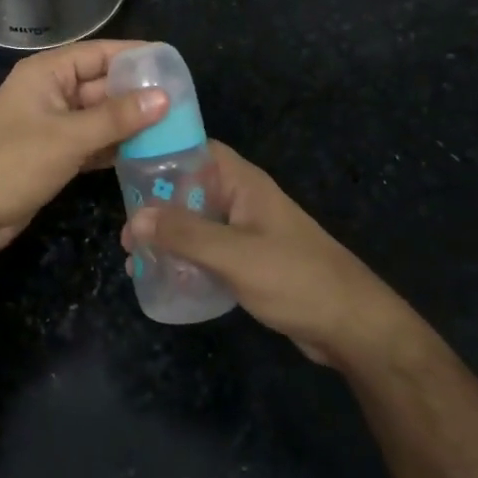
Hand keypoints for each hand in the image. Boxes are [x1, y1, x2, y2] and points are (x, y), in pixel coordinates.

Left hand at [0, 40, 166, 256]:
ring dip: (130, 124)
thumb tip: (164, 97)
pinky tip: (147, 154)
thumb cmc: (12, 162)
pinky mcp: (53, 154)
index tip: (174, 64)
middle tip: (184, 104)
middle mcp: (51, 92)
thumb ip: (117, 117)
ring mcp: (51, 125)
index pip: (100, 53)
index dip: (136, 56)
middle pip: (102, 85)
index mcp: (48, 73)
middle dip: (139, 94)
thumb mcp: (68, 137)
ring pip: (99, 117)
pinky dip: (114, 147)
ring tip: (175, 129)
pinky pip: (92, 142)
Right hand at [123, 142, 410, 366]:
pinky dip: (184, 257)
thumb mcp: (235, 255)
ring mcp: (247, 231)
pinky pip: (208, 249)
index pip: (196, 150)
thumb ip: (185, 235)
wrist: (352, 327)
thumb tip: (136, 217)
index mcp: (244, 183)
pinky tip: (162, 277)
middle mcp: (243, 199)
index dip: (162, 153)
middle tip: (125, 231)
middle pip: (191, 188)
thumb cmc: (296, 278)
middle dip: (156, 204)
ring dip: (167, 235)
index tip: (125, 169)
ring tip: (134, 258)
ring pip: (197, 222)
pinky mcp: (250, 261)